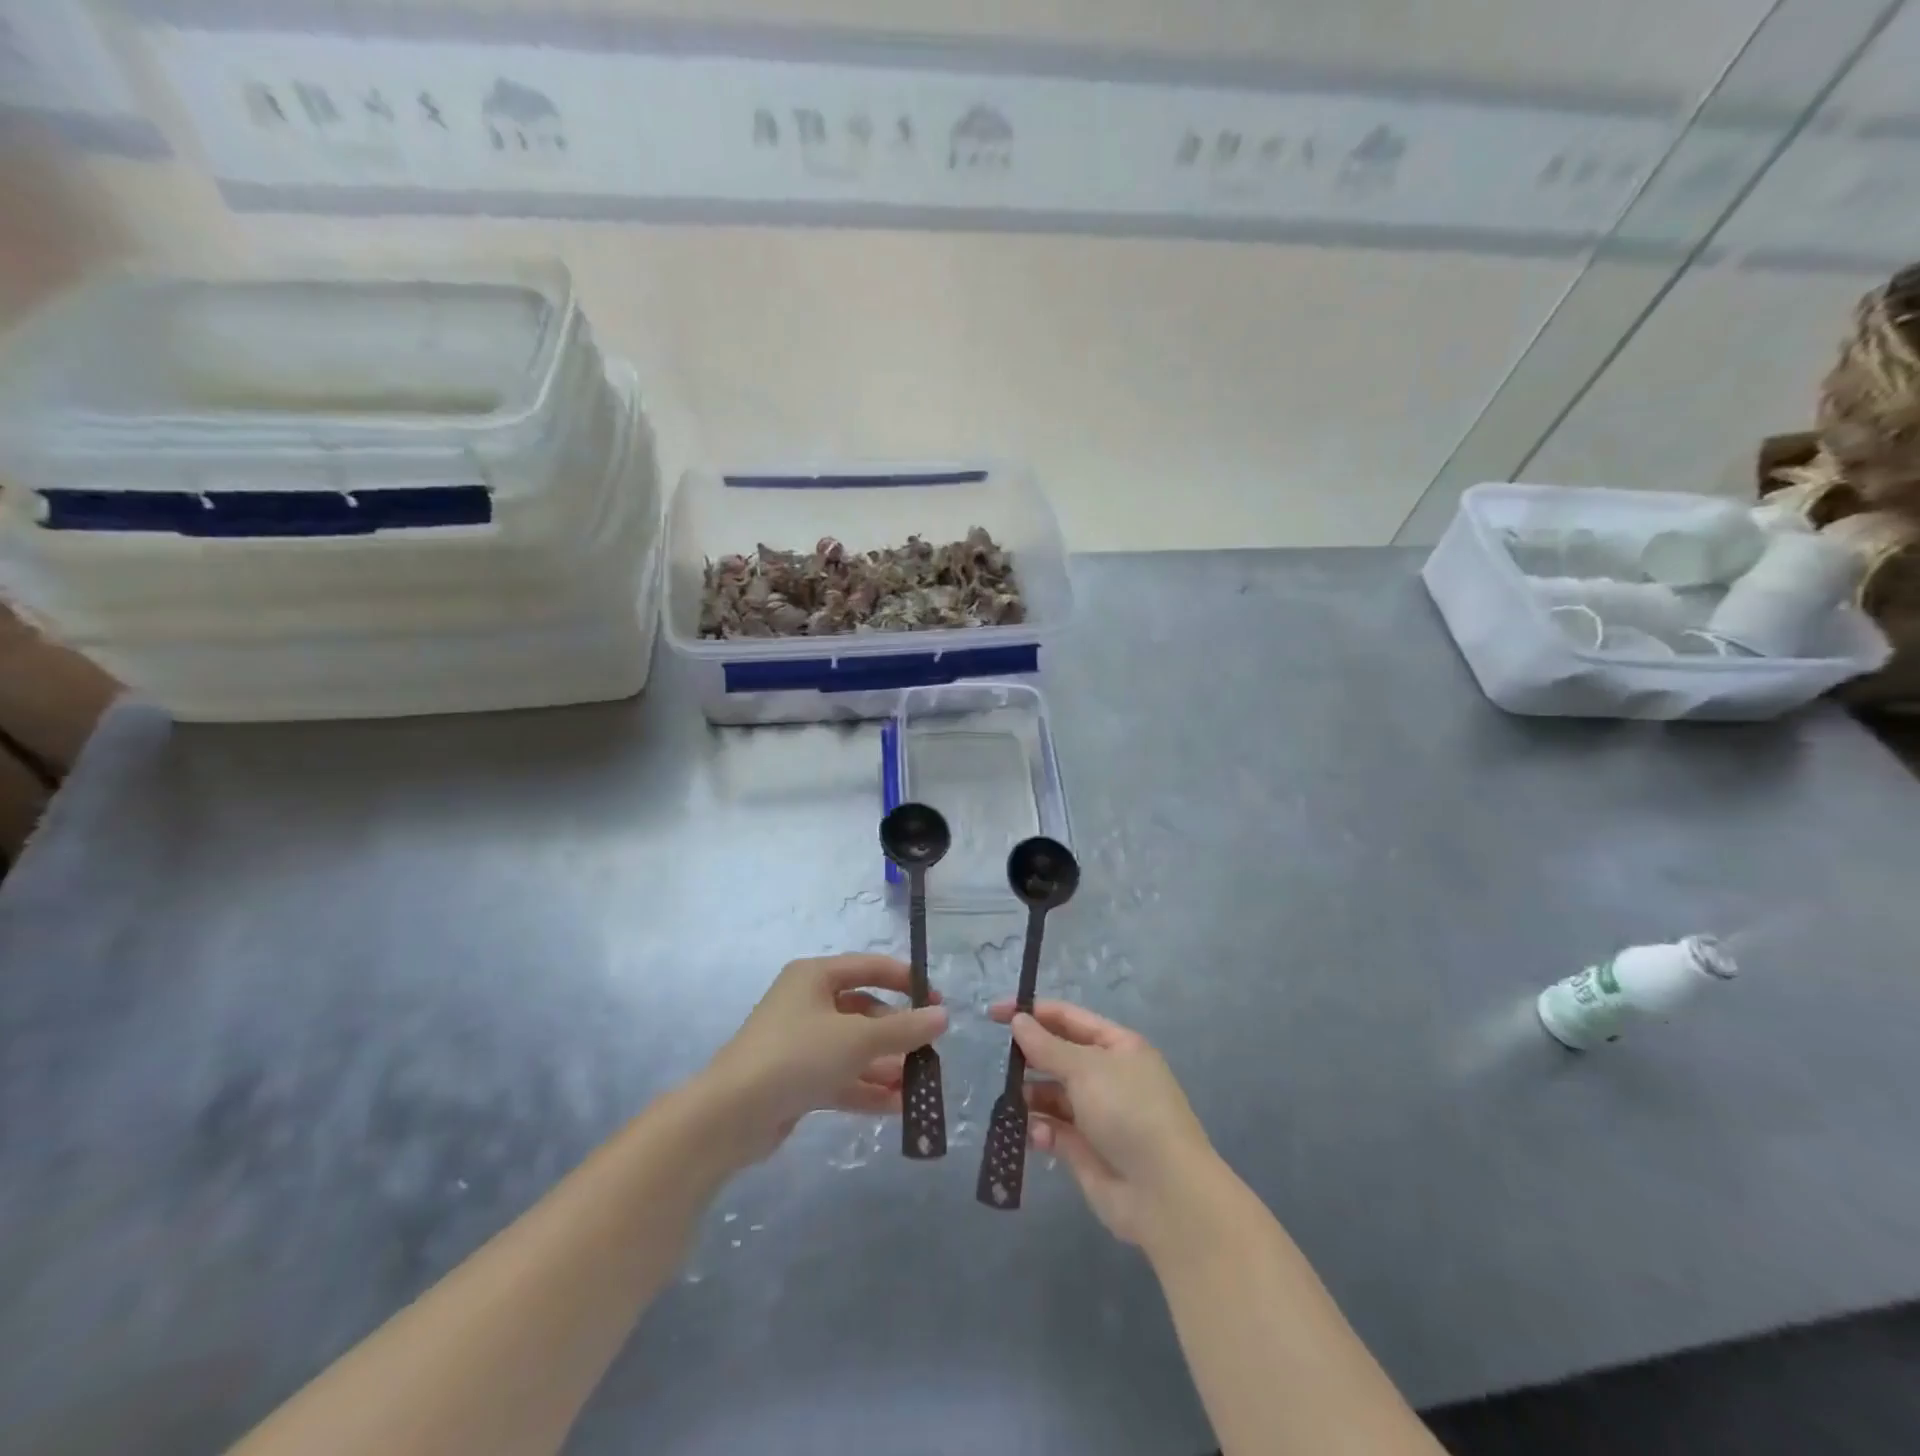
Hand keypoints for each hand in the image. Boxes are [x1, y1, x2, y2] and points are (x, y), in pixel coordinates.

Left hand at [705, 955, 947, 1162]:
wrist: (730, 1115)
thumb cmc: (797, 1055)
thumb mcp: (857, 1038)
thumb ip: (904, 1028)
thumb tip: (943, 1016)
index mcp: (815, 977)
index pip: (869, 967)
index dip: (905, 981)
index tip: (936, 1000)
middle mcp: (807, 1003)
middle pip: (864, 1011)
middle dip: (897, 1033)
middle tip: (929, 1051)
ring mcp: (800, 1043)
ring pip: (853, 1048)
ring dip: (886, 1065)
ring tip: (920, 1085)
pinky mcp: (796, 1079)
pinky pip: (840, 1076)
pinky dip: (866, 1088)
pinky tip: (897, 1107)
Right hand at [987, 999, 1220, 1248]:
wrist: (1165, 1193)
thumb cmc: (1129, 1112)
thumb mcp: (1086, 1069)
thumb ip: (1047, 1046)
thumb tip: (1018, 1020)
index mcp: (1117, 1046)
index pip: (1068, 1018)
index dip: (1032, 1012)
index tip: (995, 1014)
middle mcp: (1108, 1076)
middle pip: (1059, 1056)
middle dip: (1030, 1057)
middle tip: (1002, 1063)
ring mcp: (1097, 1114)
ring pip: (1052, 1095)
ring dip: (1030, 1096)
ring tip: (1012, 1103)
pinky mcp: (1085, 1150)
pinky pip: (1053, 1130)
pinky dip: (1040, 1130)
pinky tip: (1036, 1135)